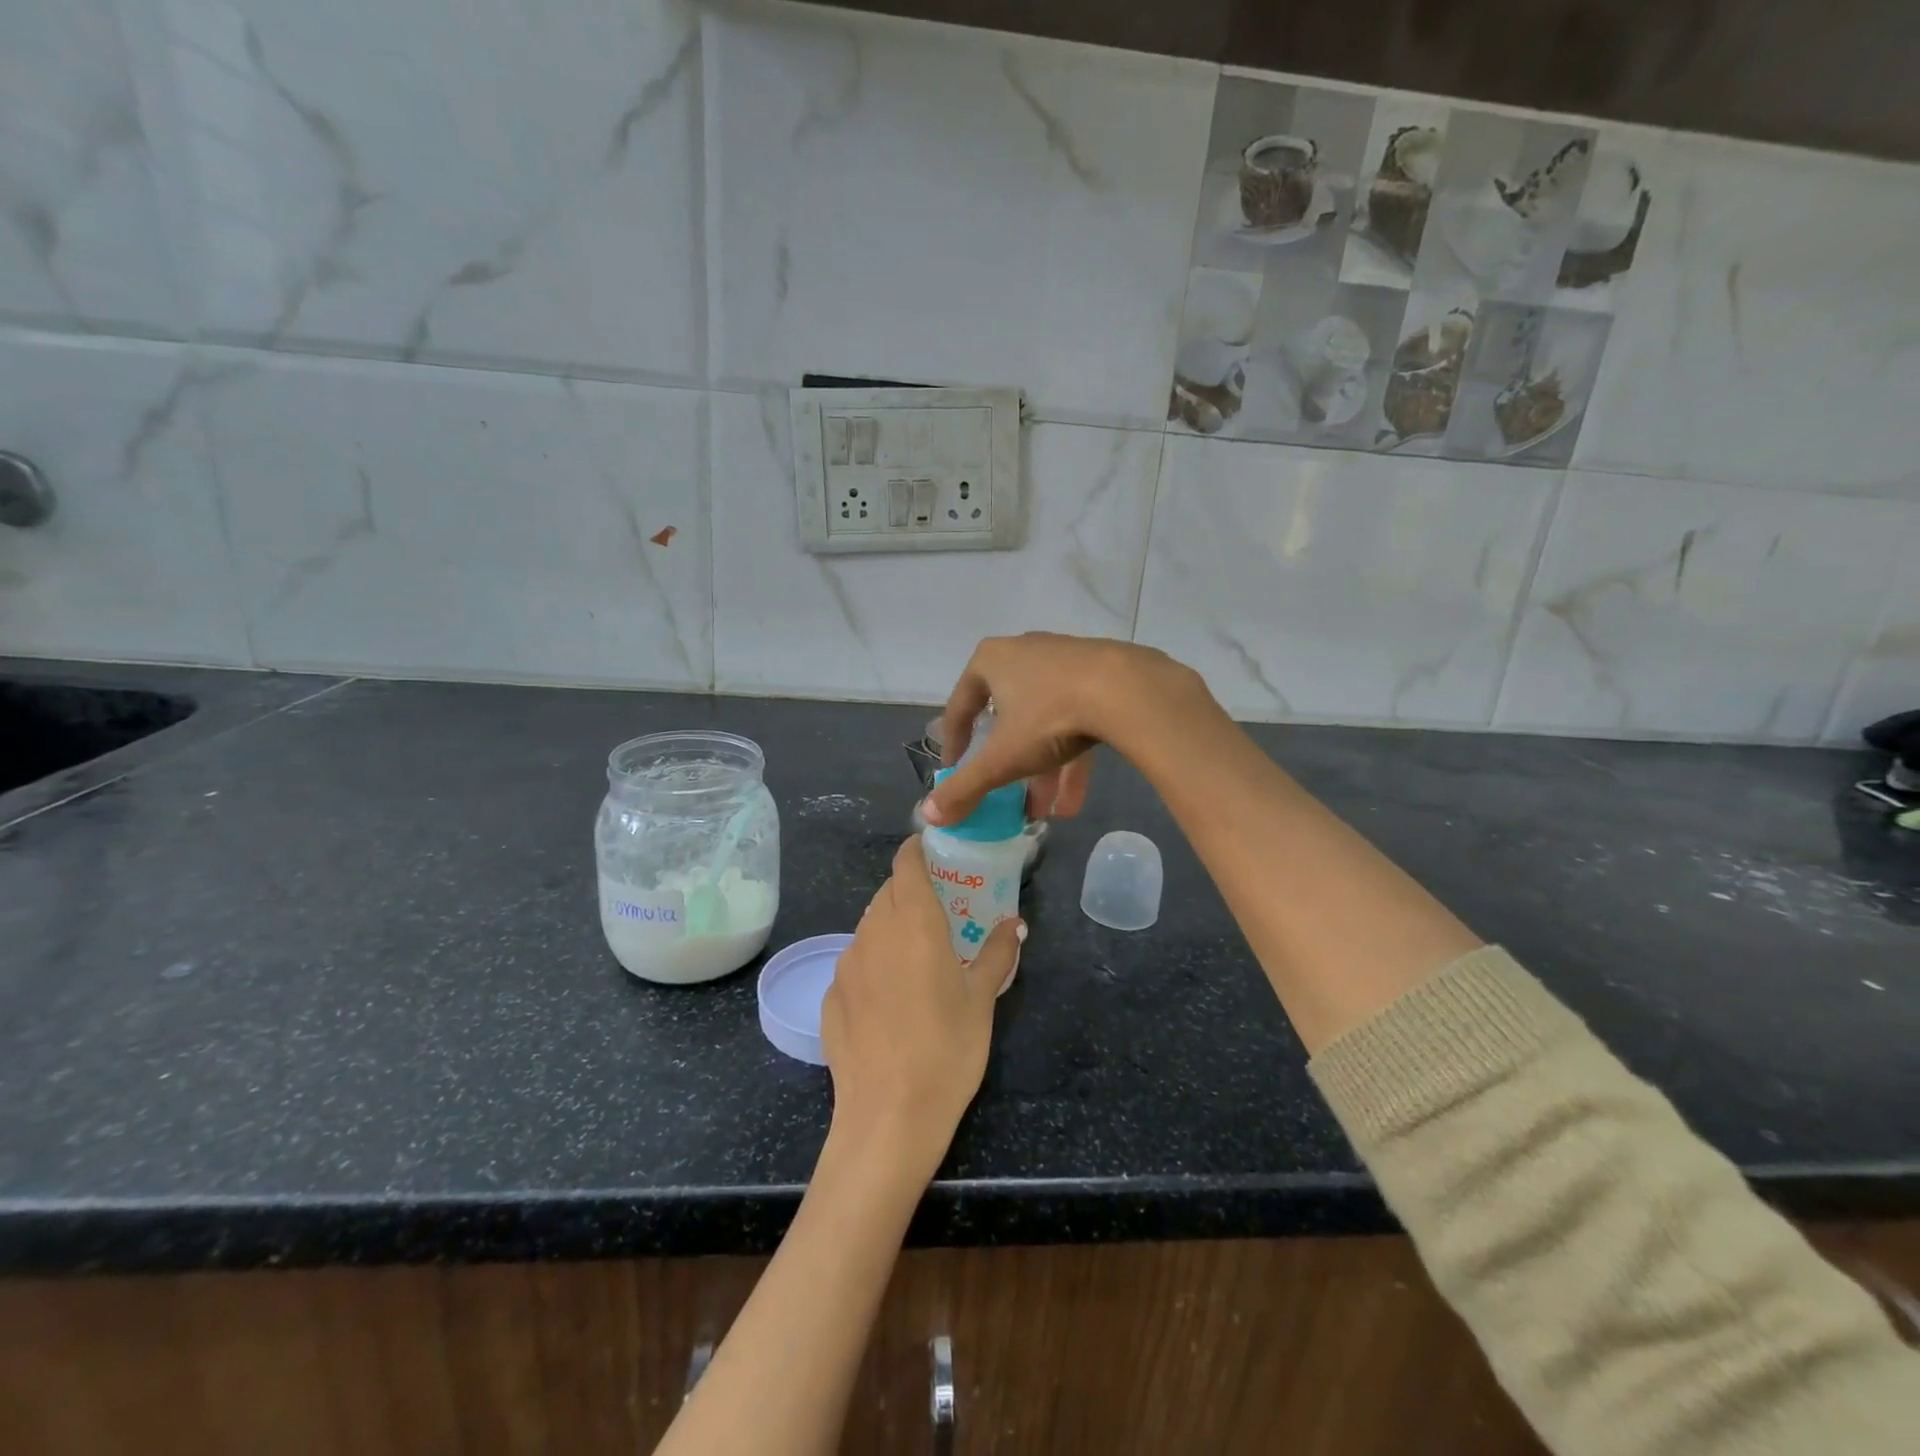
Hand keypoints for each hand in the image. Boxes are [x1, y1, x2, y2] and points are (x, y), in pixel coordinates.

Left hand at [820, 837, 1020, 1179]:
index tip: (935, 854)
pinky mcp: (829, 995)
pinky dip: (874, 964)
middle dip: (910, 892)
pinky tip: (890, 1000)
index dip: (918, 851)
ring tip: (917, 959)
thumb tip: (1014, 923)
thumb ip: (996, 952)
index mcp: (912, 920)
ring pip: (869, 927)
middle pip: (888, 893)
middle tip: (939, 914)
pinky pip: (855, 963)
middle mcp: (872, 931)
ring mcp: (845, 963)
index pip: (906, 862)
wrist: (889, 1116)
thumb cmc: (947, 1048)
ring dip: (891, 928)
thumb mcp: (982, 998)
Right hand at [925, 633, 1207, 826]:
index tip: (955, 770)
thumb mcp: (1002, 759)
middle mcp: (1025, 652)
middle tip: (1006, 798)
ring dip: (1042, 771)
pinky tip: (1074, 802)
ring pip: (1045, 723)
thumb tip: (928, 815)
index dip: (954, 742)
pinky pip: (1077, 719)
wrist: (1129, 691)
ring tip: (1045, 813)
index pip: (960, 705)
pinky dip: (1071, 759)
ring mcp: (1066, 661)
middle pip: (1008, 717)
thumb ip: (965, 788)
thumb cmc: (1050, 717)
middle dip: (1008, 765)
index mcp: (991, 660)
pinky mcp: (1102, 675)